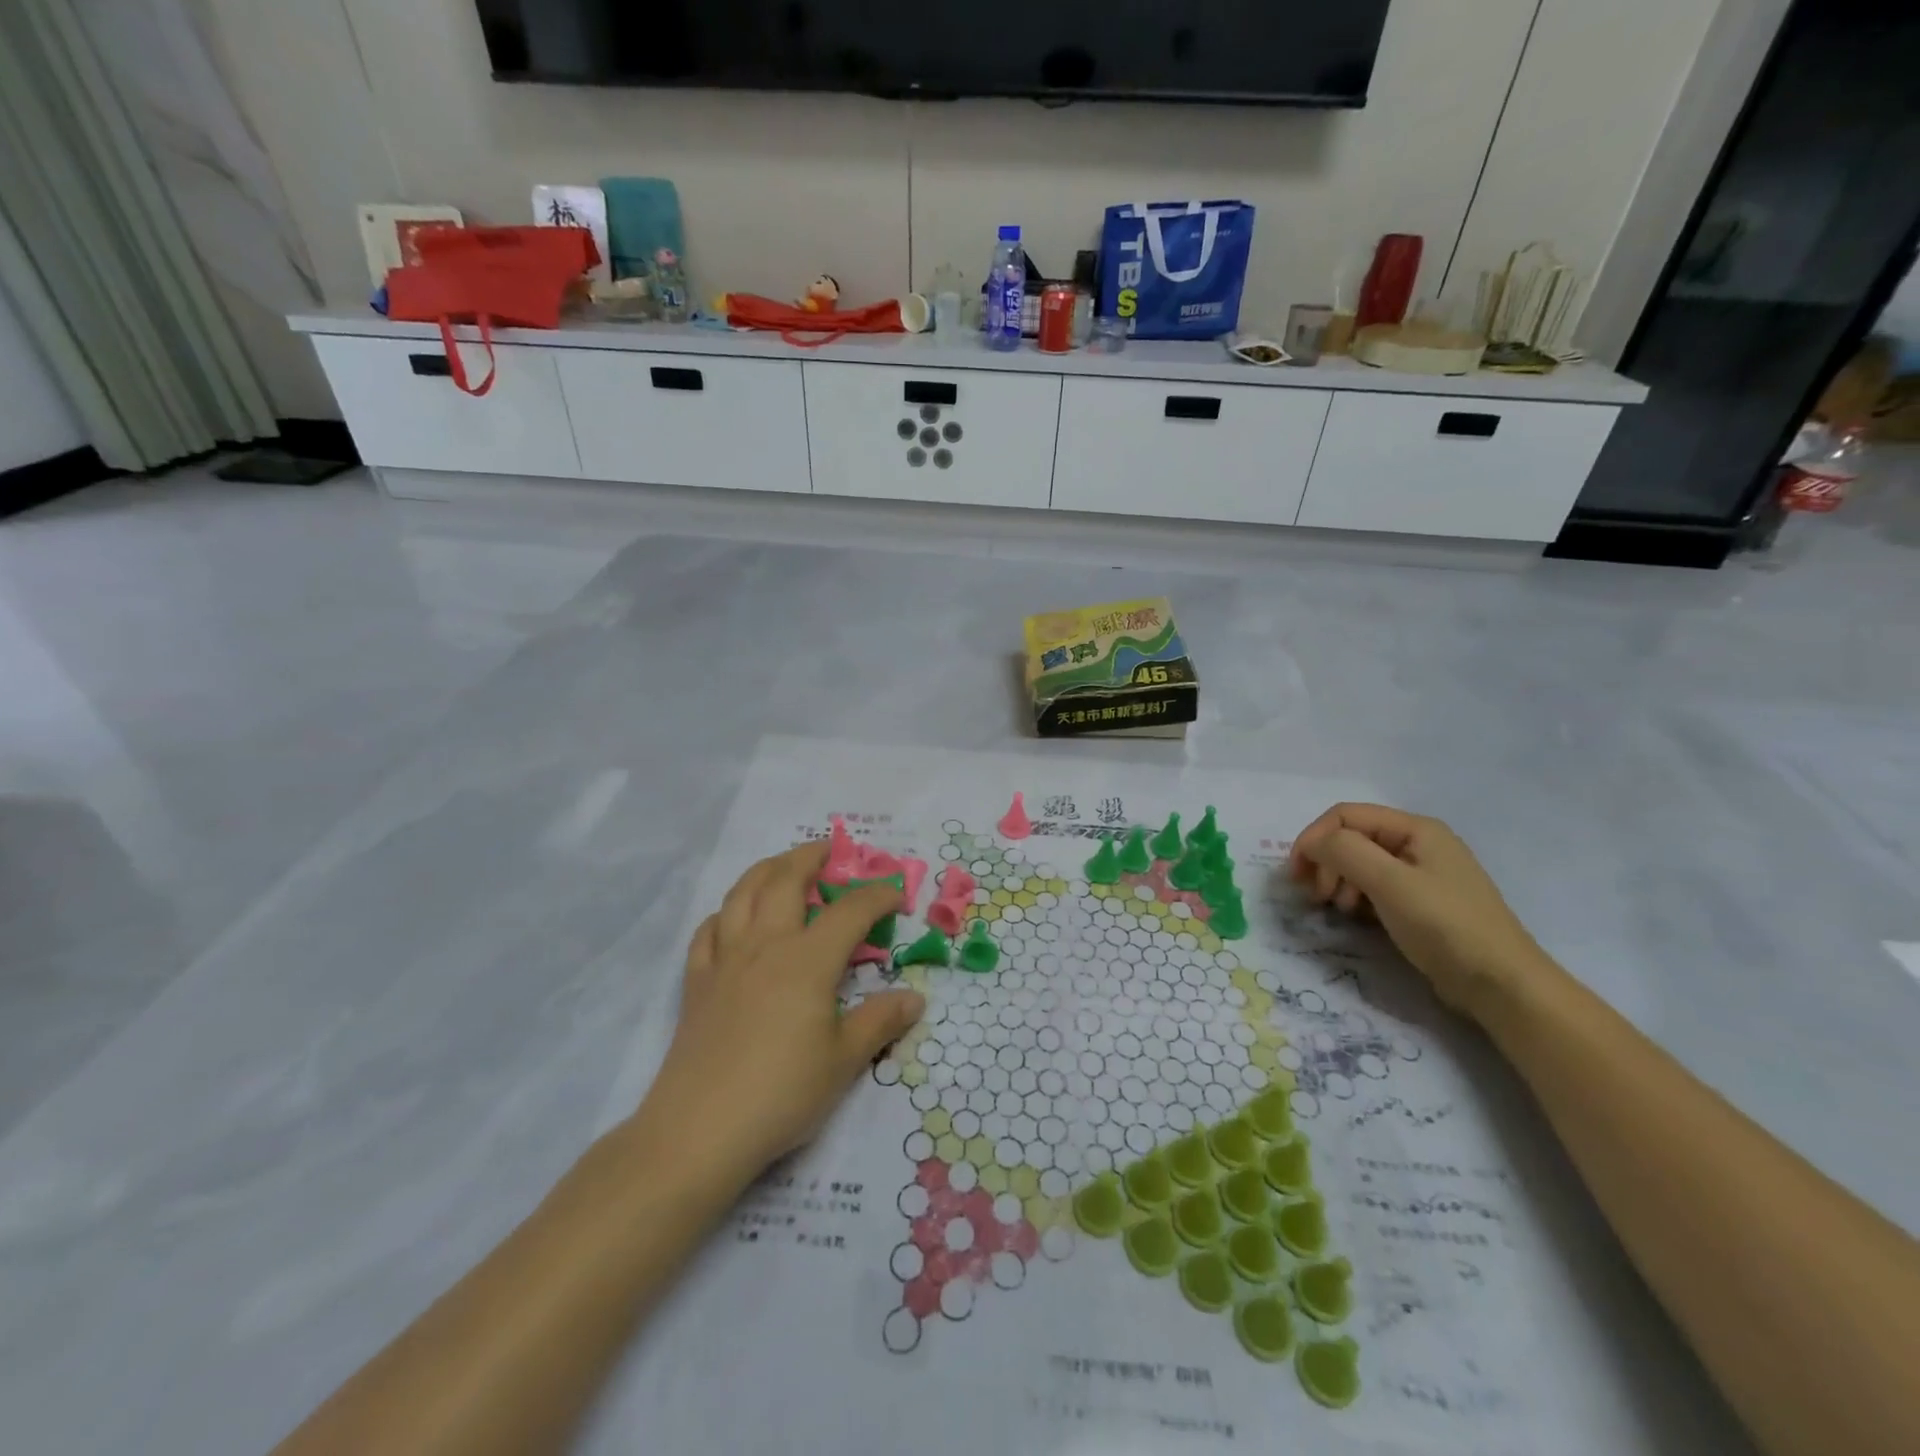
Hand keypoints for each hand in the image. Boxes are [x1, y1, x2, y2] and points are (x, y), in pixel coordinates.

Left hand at [643, 842, 925, 1178]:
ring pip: (742, 894)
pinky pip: (708, 931)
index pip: (849, 911)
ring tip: (783, 867)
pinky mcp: (697, 983)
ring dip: (766, 870)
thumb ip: (880, 1022)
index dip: (877, 895)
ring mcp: (725, 960)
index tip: (896, 893)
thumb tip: (915, 998)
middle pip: (785, 880)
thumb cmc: (782, 1093)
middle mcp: (765, 945)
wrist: (699, 1131)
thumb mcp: (844, 1062)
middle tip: (830, 851)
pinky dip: (725, 914)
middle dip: (811, 857)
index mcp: (807, 960)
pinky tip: (733, 920)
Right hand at [1288, 804, 1556, 1020]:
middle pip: (1351, 838)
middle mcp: (1417, 843)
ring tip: (1338, 909)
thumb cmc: (1445, 926)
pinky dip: (1356, 896)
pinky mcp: (1420, 902)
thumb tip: (1312, 845)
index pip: (1345, 816)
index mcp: (1415, 828)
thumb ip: (1344, 852)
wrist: (1502, 985)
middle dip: (1326, 862)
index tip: (1296, 875)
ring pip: (1359, 862)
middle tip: (1318, 897)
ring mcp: (1421, 873)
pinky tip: (1357, 917)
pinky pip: (1374, 886)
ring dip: (1338, 881)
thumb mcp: (1389, 883)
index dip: (1314, 839)